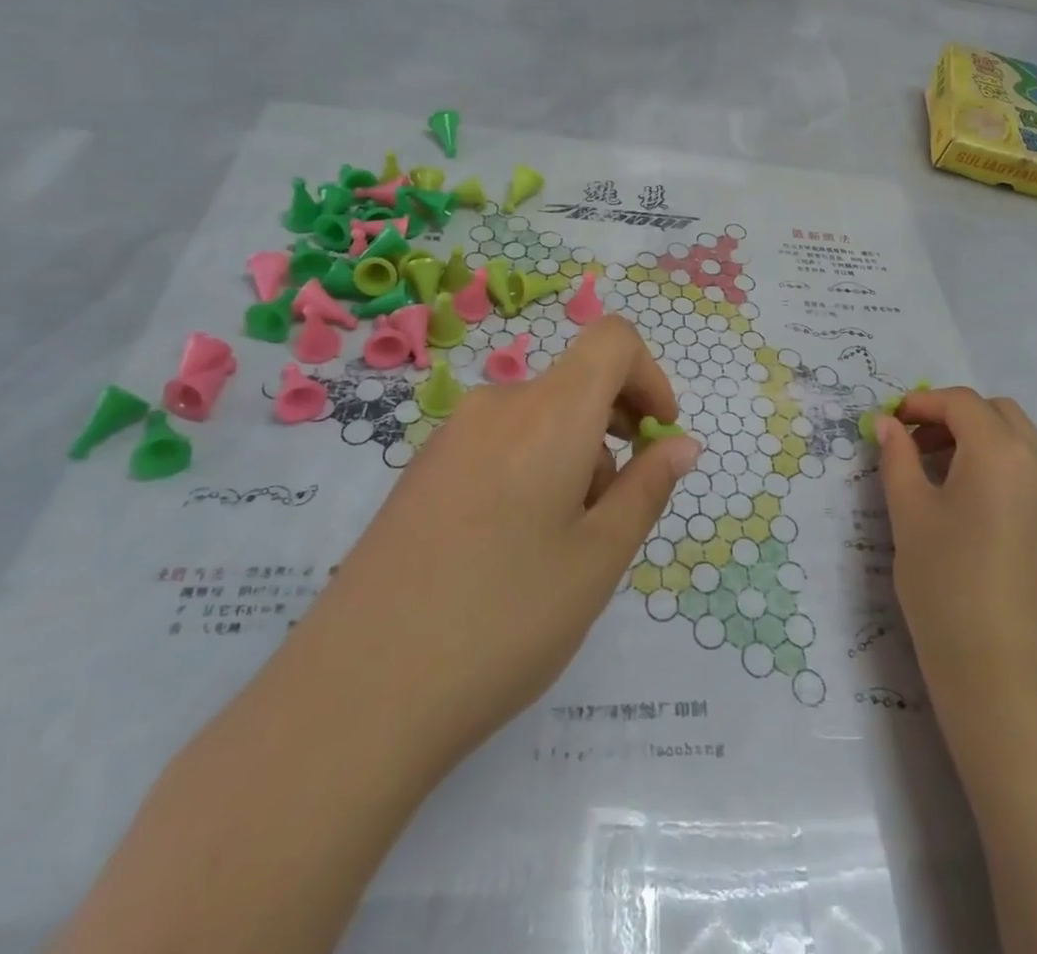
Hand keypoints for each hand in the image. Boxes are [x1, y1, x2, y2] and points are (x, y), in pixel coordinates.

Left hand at [329, 316, 701, 773]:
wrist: (355, 696)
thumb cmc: (504, 621)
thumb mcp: (598, 559)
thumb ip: (647, 488)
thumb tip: (681, 444)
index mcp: (548, 413)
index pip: (613, 340)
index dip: (650, 376)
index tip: (658, 437)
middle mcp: (496, 406)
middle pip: (576, 384)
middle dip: (613, 431)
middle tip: (613, 514)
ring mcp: (450, 437)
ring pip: (538, 419)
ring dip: (572, 459)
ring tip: (557, 550)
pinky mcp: (420, 471)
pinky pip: (497, 444)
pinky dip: (530, 470)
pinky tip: (508, 553)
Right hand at [875, 389, 1036, 734]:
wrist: (1000, 670)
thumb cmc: (945, 582)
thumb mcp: (909, 512)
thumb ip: (897, 457)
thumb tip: (887, 423)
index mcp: (1001, 452)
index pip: (961, 403)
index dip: (922, 404)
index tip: (891, 422)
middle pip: (996, 412)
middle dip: (953, 416)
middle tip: (916, 445)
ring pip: (1019, 438)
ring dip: (979, 438)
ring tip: (939, 472)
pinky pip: (1032, 469)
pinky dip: (1001, 463)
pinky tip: (971, 500)